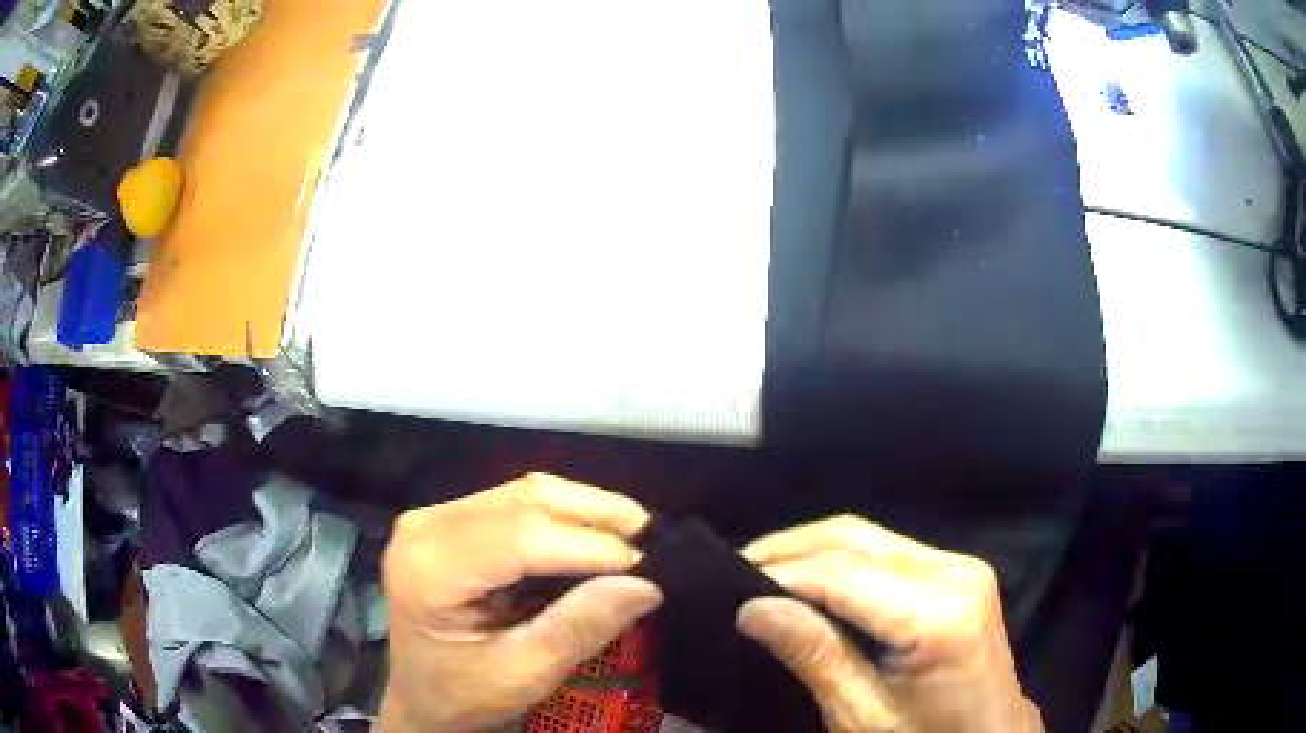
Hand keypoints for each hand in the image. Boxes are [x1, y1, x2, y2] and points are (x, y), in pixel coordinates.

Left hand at [378, 474, 661, 732]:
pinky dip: (561, 514)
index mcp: (428, 570)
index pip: (518, 537)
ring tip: (632, 533)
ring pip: (522, 493)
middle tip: (651, 537)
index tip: (644, 565)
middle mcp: (425, 527)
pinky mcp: (449, 520)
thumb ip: (579, 628)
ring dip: (582, 508)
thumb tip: (645, 585)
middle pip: (522, 502)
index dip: (586, 545)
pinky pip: (514, 502)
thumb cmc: (464, 693)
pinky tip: (593, 532)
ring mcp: (433, 518)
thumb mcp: (523, 673)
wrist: (421, 695)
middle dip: (593, 514)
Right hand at [737, 516, 1042, 732]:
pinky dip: (841, 559)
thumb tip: (751, 608)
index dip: (780, 574)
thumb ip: (815, 657)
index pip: (842, 574)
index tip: (726, 583)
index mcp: (939, 615)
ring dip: (812, 548)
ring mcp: (961, 565)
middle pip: (856, 537)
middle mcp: (956, 571)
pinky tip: (809, 578)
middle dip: (789, 547)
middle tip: (735, 566)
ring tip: (761, 569)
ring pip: (869, 535)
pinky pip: (888, 549)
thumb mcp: (863, 716)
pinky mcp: (959, 570)